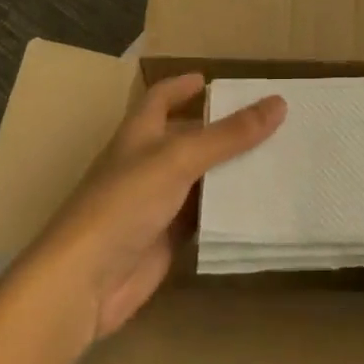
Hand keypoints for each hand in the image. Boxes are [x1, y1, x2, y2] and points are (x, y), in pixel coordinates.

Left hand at [23, 74, 284, 354]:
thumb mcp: (180, 158)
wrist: (84, 283)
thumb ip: (229, 134)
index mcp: (141, 132)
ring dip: (230, 169)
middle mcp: (148, 161)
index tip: (214, 80)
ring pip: (200, 177)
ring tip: (277, 156)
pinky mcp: (167, 238)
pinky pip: (204, 215)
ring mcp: (157, 202)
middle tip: (268, 119)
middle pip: (188, 136)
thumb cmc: (125, 202)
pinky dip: (227, 208)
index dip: (184, 86)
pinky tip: (260, 202)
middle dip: (222, 128)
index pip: (162, 97)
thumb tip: (279, 102)